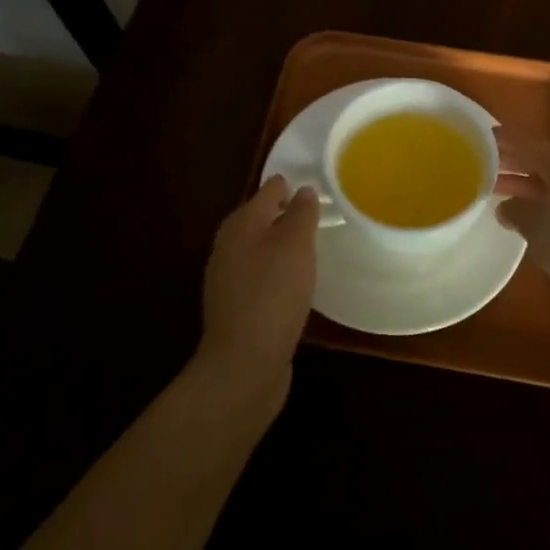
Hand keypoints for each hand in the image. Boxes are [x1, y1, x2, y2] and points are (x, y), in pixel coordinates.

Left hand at [196, 176, 320, 396]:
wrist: (243, 365)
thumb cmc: (272, 295)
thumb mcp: (294, 247)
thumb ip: (301, 214)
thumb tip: (303, 190)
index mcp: (240, 225)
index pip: (268, 191)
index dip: (291, 184)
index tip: (317, 185)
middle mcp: (228, 246)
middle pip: (261, 219)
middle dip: (287, 214)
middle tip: (320, 215)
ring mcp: (229, 279)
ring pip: (260, 249)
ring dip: (283, 245)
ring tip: (313, 246)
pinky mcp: (237, 307)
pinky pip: (261, 277)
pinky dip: (278, 272)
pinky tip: (296, 283)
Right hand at [494, 127, 549, 338]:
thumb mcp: (542, 226)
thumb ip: (518, 210)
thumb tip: (506, 207)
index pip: (536, 147)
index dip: (510, 140)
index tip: (483, 135)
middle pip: (543, 166)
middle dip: (513, 162)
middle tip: (480, 162)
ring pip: (548, 190)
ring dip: (521, 187)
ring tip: (492, 191)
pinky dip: (534, 211)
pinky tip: (521, 225)